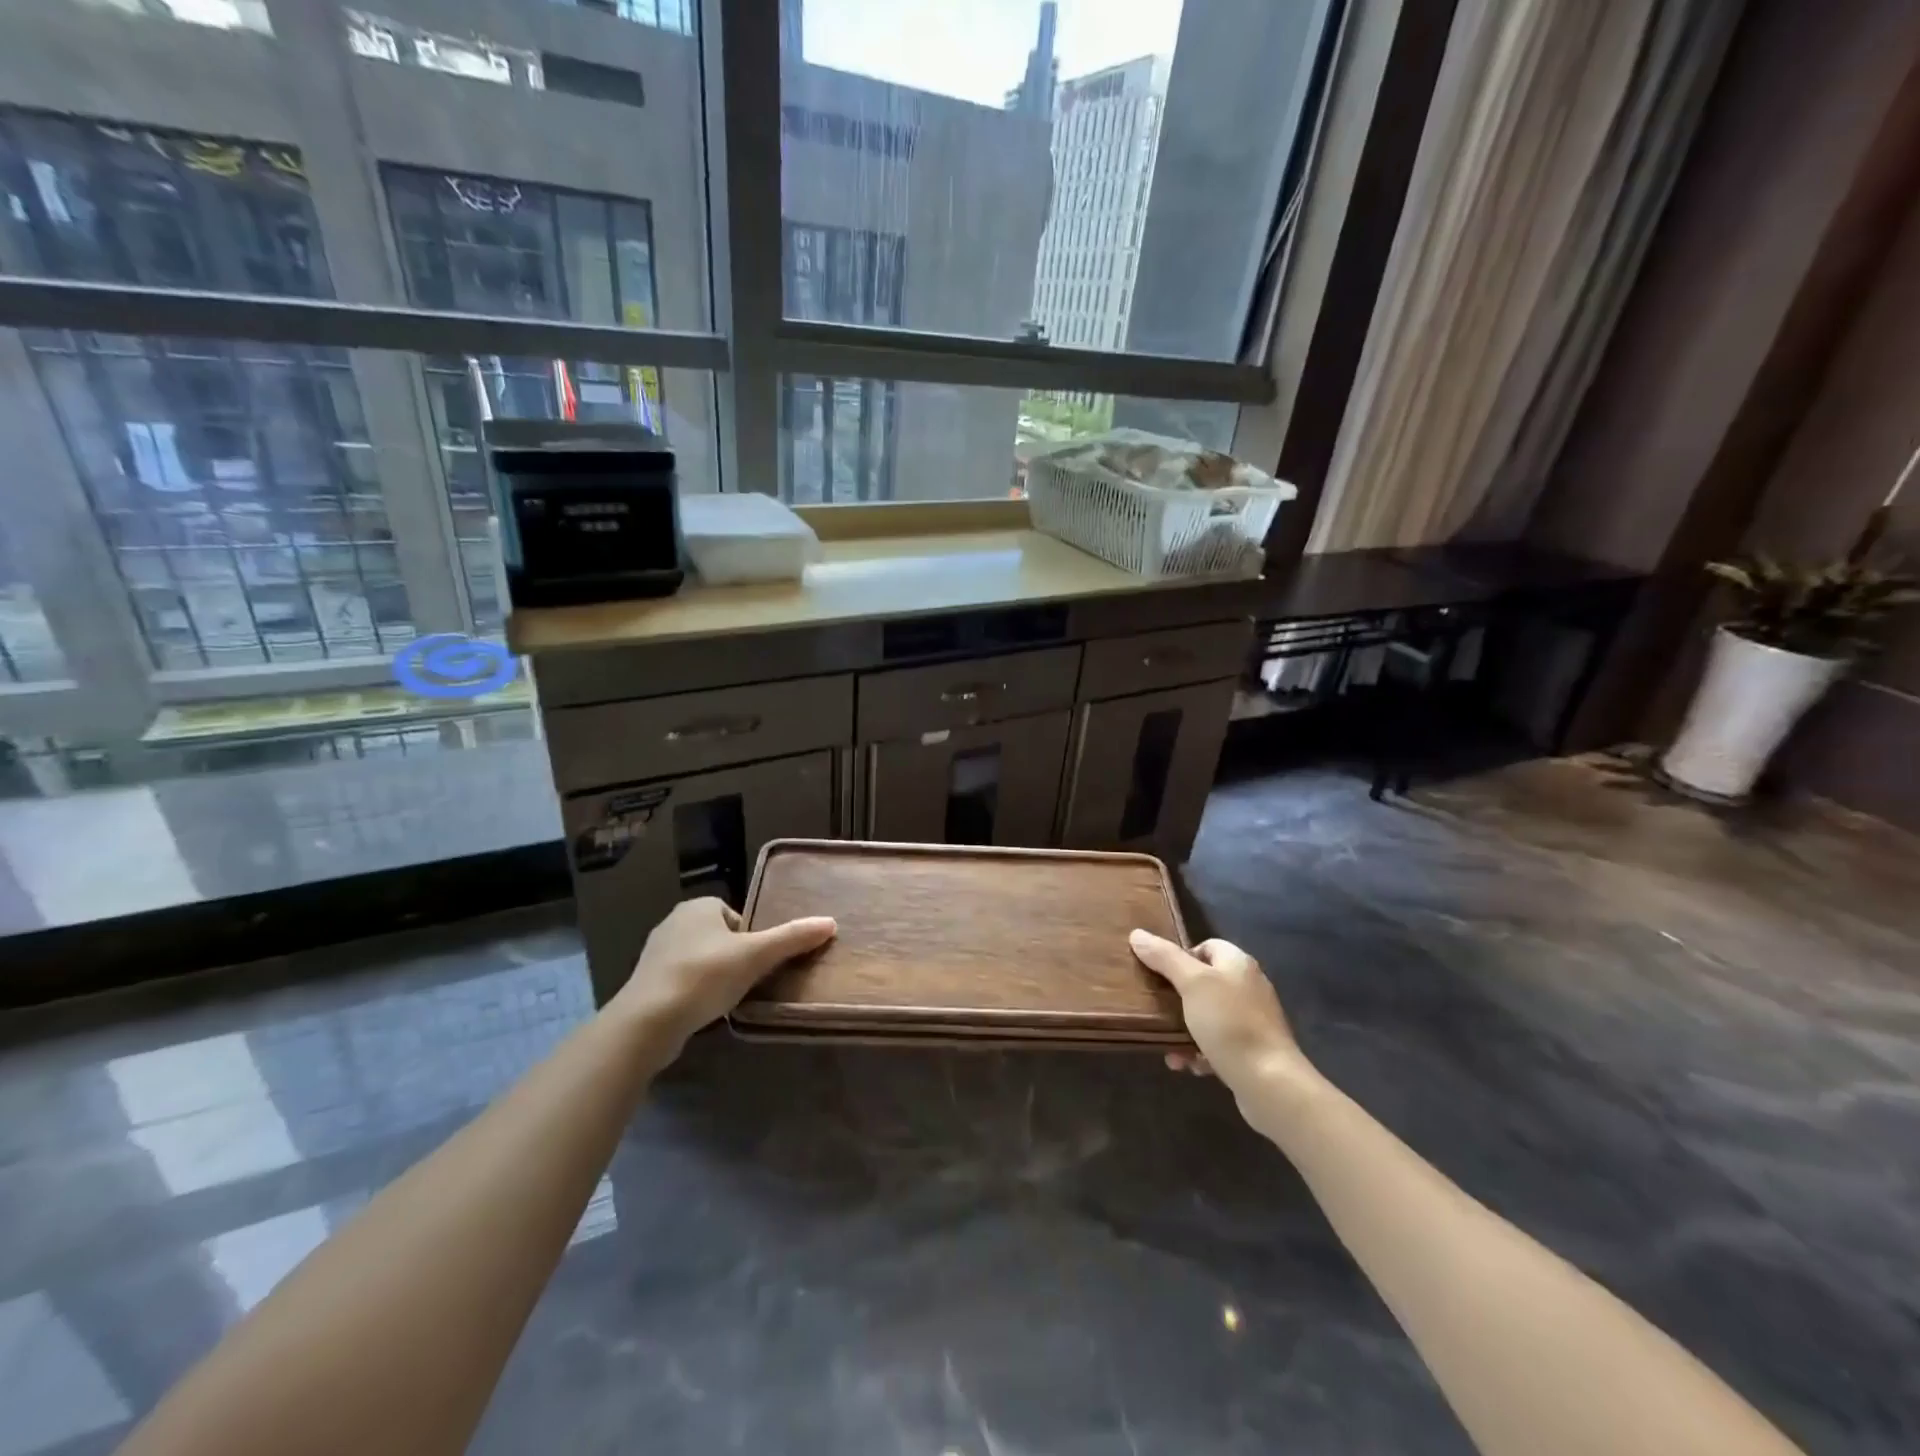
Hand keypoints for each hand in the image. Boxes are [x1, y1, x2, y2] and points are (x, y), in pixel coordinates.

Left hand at [612, 897, 835, 1047]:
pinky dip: (695, 992)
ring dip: (715, 976)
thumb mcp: (757, 955)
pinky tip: (703, 1011)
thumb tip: (831, 922)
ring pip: (701, 959)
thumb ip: (793, 938)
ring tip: (727, 999)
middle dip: (735, 958)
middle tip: (748, 982)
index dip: (753, 939)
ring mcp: (656, 952)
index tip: (759, 963)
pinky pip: (682, 981)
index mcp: (699, 906)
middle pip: (721, 938)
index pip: (738, 916)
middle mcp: (674, 921)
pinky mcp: (645, 982)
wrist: (648, 1021)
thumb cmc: (705, 976)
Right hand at [1129, 931, 1305, 1090]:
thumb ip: (1165, 957)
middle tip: (1157, 1011)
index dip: (1181, 957)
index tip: (1160, 975)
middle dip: (1177, 1000)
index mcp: (1238, 963)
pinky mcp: (1253, 1050)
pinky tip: (1189, 1065)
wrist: (1270, 1083)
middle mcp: (1248, 987)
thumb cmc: (1229, 1023)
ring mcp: (1253, 1020)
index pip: (1206, 946)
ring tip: (1170, 1049)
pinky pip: (1218, 1044)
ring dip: (1184, 1031)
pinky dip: (1201, 1052)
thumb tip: (1137, 934)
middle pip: (1204, 983)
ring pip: (1208, 1017)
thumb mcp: (1192, 983)